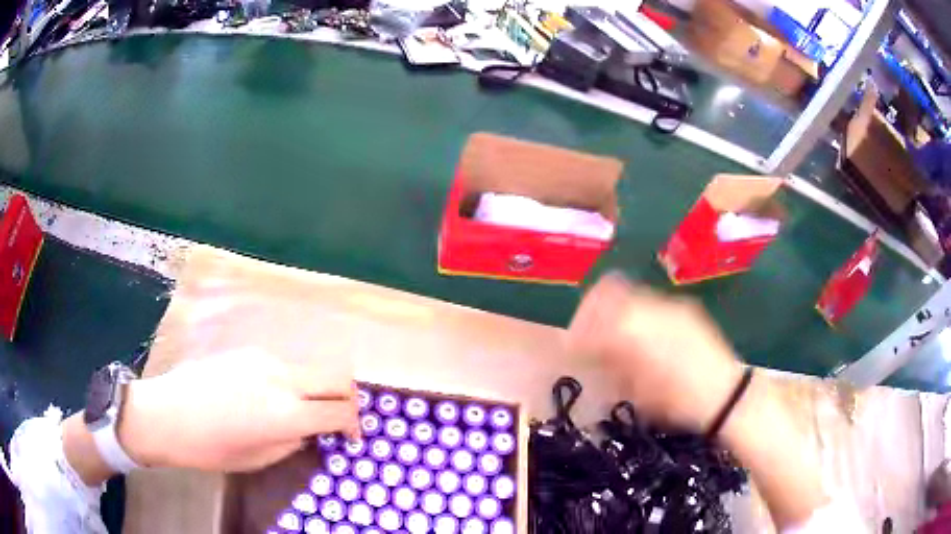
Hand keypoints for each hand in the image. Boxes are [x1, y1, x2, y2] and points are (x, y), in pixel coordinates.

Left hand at [118, 349, 359, 472]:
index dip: (354, 425)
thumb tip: (310, 429)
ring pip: (311, 369)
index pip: (340, 411)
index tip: (351, 436)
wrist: (167, 414)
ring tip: (299, 410)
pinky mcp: (249, 352)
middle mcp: (282, 377)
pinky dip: (292, 382)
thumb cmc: (211, 447)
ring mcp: (265, 359)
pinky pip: (285, 365)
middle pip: (337, 376)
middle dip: (348, 398)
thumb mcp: (259, 458)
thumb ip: (293, 440)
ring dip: (317, 389)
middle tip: (338, 417)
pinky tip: (268, 397)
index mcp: (285, 411)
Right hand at [567, 273, 743, 432]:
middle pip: (608, 291)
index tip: (572, 345)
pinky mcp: (684, 309)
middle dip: (591, 310)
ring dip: (613, 310)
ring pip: (629, 293)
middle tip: (587, 337)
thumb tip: (590, 350)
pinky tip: (640, 337)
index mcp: (636, 330)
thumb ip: (611, 364)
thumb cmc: (678, 402)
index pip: (593, 314)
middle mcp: (651, 307)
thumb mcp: (637, 391)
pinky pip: (650, 303)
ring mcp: (671, 304)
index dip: (578, 327)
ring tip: (613, 337)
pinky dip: (635, 315)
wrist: (726, 394)